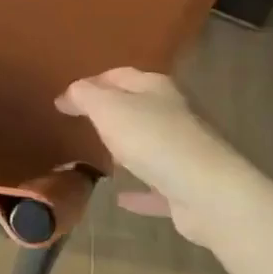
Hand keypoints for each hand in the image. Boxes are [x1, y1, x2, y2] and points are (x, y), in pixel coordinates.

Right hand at [55, 69, 262, 248]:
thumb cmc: (152, 139)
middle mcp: (174, 114)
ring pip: (150, 144)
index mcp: (156, 88)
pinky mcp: (188, 187)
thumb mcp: (107, 108)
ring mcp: (185, 151)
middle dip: (112, 112)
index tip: (65, 98)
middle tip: (83, 121)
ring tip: (102, 155)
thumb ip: (84, 95)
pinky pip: (157, 186)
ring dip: (129, 149)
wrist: (207, 193)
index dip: (91, 82)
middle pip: (138, 107)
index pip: (119, 75)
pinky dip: (139, 190)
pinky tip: (121, 198)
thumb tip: (68, 94)